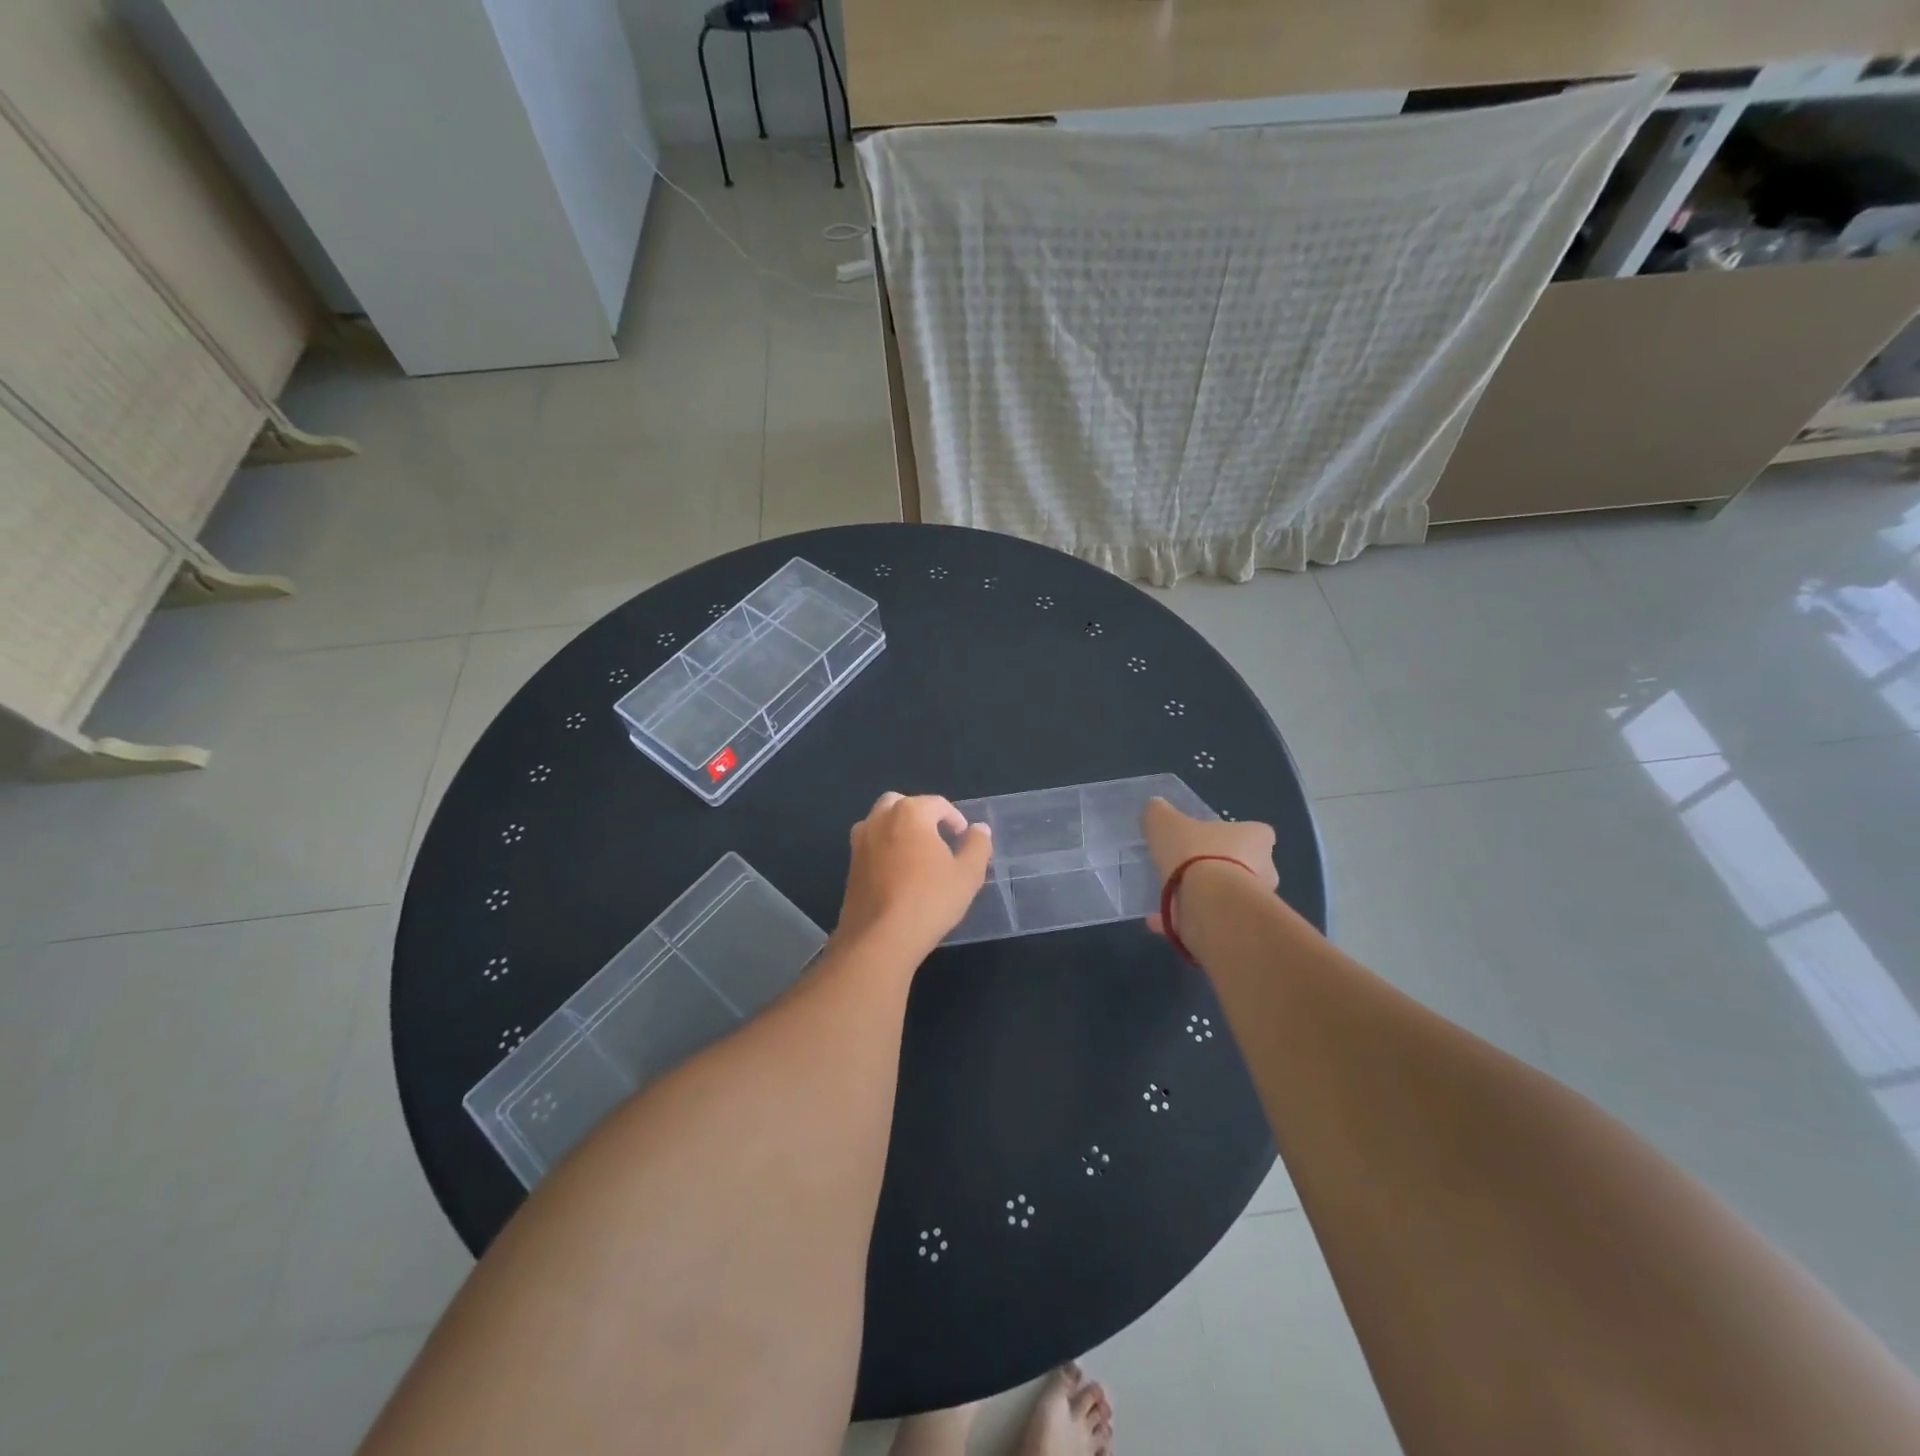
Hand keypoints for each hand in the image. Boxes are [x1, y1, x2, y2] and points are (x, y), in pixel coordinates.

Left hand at [836, 792, 991, 953]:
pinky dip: (885, 849)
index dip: (955, 818)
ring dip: (898, 829)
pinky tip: (898, 874)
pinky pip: (871, 845)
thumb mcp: (968, 874)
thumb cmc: (929, 900)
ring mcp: (860, 842)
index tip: (964, 839)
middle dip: (921, 815)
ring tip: (917, 855)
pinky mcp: (850, 865)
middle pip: (902, 804)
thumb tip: (979, 829)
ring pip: (880, 822)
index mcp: (910, 812)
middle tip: (938, 839)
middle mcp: (880, 819)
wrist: (879, 938)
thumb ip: (977, 845)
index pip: (937, 803)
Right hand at [1141, 796, 1277, 934]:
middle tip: (1188, 870)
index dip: (1234, 835)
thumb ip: (1159, 813)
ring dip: (1204, 897)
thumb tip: (1155, 807)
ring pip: (1228, 897)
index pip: (1256, 832)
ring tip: (1168, 899)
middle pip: (1245, 865)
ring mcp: (1254, 903)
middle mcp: (1264, 869)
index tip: (1209, 840)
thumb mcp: (1164, 823)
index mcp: (1255, 838)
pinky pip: (1211, 921)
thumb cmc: (1194, 854)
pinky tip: (1158, 920)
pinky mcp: (1240, 929)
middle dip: (1220, 869)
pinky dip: (1186, 920)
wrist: (1209, 905)